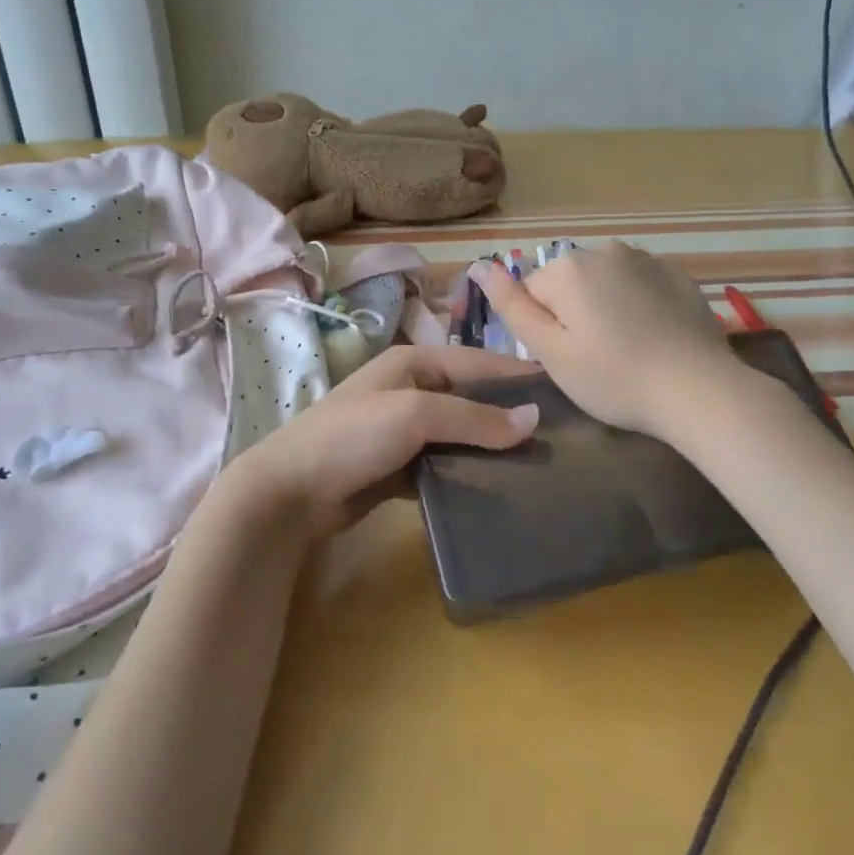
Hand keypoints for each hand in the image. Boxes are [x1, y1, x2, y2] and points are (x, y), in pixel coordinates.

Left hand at [219, 343, 540, 538]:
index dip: (517, 374)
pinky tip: (495, 490)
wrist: (291, 492)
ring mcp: (403, 431)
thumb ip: (474, 416)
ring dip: (490, 449)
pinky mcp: (399, 467)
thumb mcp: (415, 414)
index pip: (478, 362)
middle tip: (556, 437)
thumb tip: (535, 419)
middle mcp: (411, 390)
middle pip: (471, 399)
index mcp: (414, 363)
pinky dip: (465, 474)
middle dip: (509, 416)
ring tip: (536, 466)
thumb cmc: (353, 436)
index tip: (562, 390)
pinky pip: (443, 465)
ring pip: (460, 435)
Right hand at [473, 242, 741, 438]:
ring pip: (603, 282)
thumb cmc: (614, 378)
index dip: (544, 330)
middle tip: (596, 359)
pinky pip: (639, 284)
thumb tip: (479, 265)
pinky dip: (638, 305)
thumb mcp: (550, 351)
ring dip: (605, 307)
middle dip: (573, 314)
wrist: (699, 391)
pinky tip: (654, 337)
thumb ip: (511, 305)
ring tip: (627, 349)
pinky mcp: (677, 274)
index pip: (531, 294)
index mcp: (568, 268)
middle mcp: (605, 250)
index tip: (568, 359)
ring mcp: (646, 259)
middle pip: (568, 284)